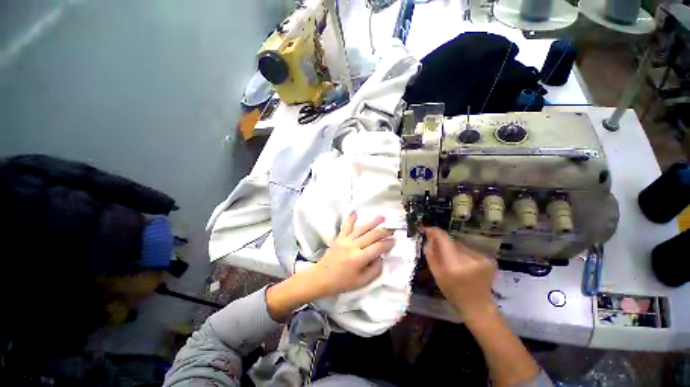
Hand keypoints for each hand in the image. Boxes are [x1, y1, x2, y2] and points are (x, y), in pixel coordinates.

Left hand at [306, 212, 393, 298]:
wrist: (321, 277)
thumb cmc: (342, 282)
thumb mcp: (361, 282)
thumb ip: (374, 270)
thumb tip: (381, 258)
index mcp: (359, 258)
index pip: (378, 247)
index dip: (388, 243)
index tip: (395, 240)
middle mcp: (353, 246)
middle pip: (372, 235)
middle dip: (384, 232)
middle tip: (392, 229)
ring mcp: (345, 240)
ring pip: (362, 228)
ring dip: (373, 222)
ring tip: (382, 217)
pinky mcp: (339, 237)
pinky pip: (346, 226)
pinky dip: (351, 219)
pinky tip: (355, 212)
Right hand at [423, 228, 497, 321]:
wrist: (478, 306)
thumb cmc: (454, 293)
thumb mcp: (437, 276)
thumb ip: (431, 257)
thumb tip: (429, 240)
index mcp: (454, 266)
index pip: (445, 240)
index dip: (436, 232)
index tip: (428, 229)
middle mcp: (470, 260)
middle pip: (452, 243)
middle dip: (444, 244)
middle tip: (438, 250)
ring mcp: (482, 260)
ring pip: (461, 246)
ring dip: (454, 249)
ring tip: (453, 261)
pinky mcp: (489, 260)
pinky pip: (470, 251)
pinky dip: (464, 254)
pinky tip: (465, 265)